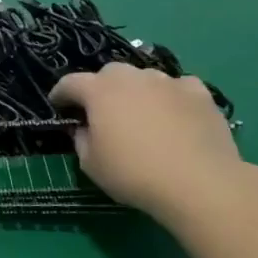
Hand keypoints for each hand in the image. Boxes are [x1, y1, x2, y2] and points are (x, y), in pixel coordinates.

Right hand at [49, 64, 243, 222]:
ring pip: (144, 78)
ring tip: (142, 115)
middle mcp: (132, 77)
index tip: (58, 106)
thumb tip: (85, 128)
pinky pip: (177, 88)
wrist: (199, 183)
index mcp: (99, 91)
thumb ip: (81, 139)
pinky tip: (175, 116)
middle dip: (101, 89)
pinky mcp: (199, 93)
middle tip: (103, 112)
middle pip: (109, 74)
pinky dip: (171, 97)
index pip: (70, 83)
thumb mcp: (91, 164)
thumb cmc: (134, 174)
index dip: (61, 94)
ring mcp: (168, 81)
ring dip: (137, 91)